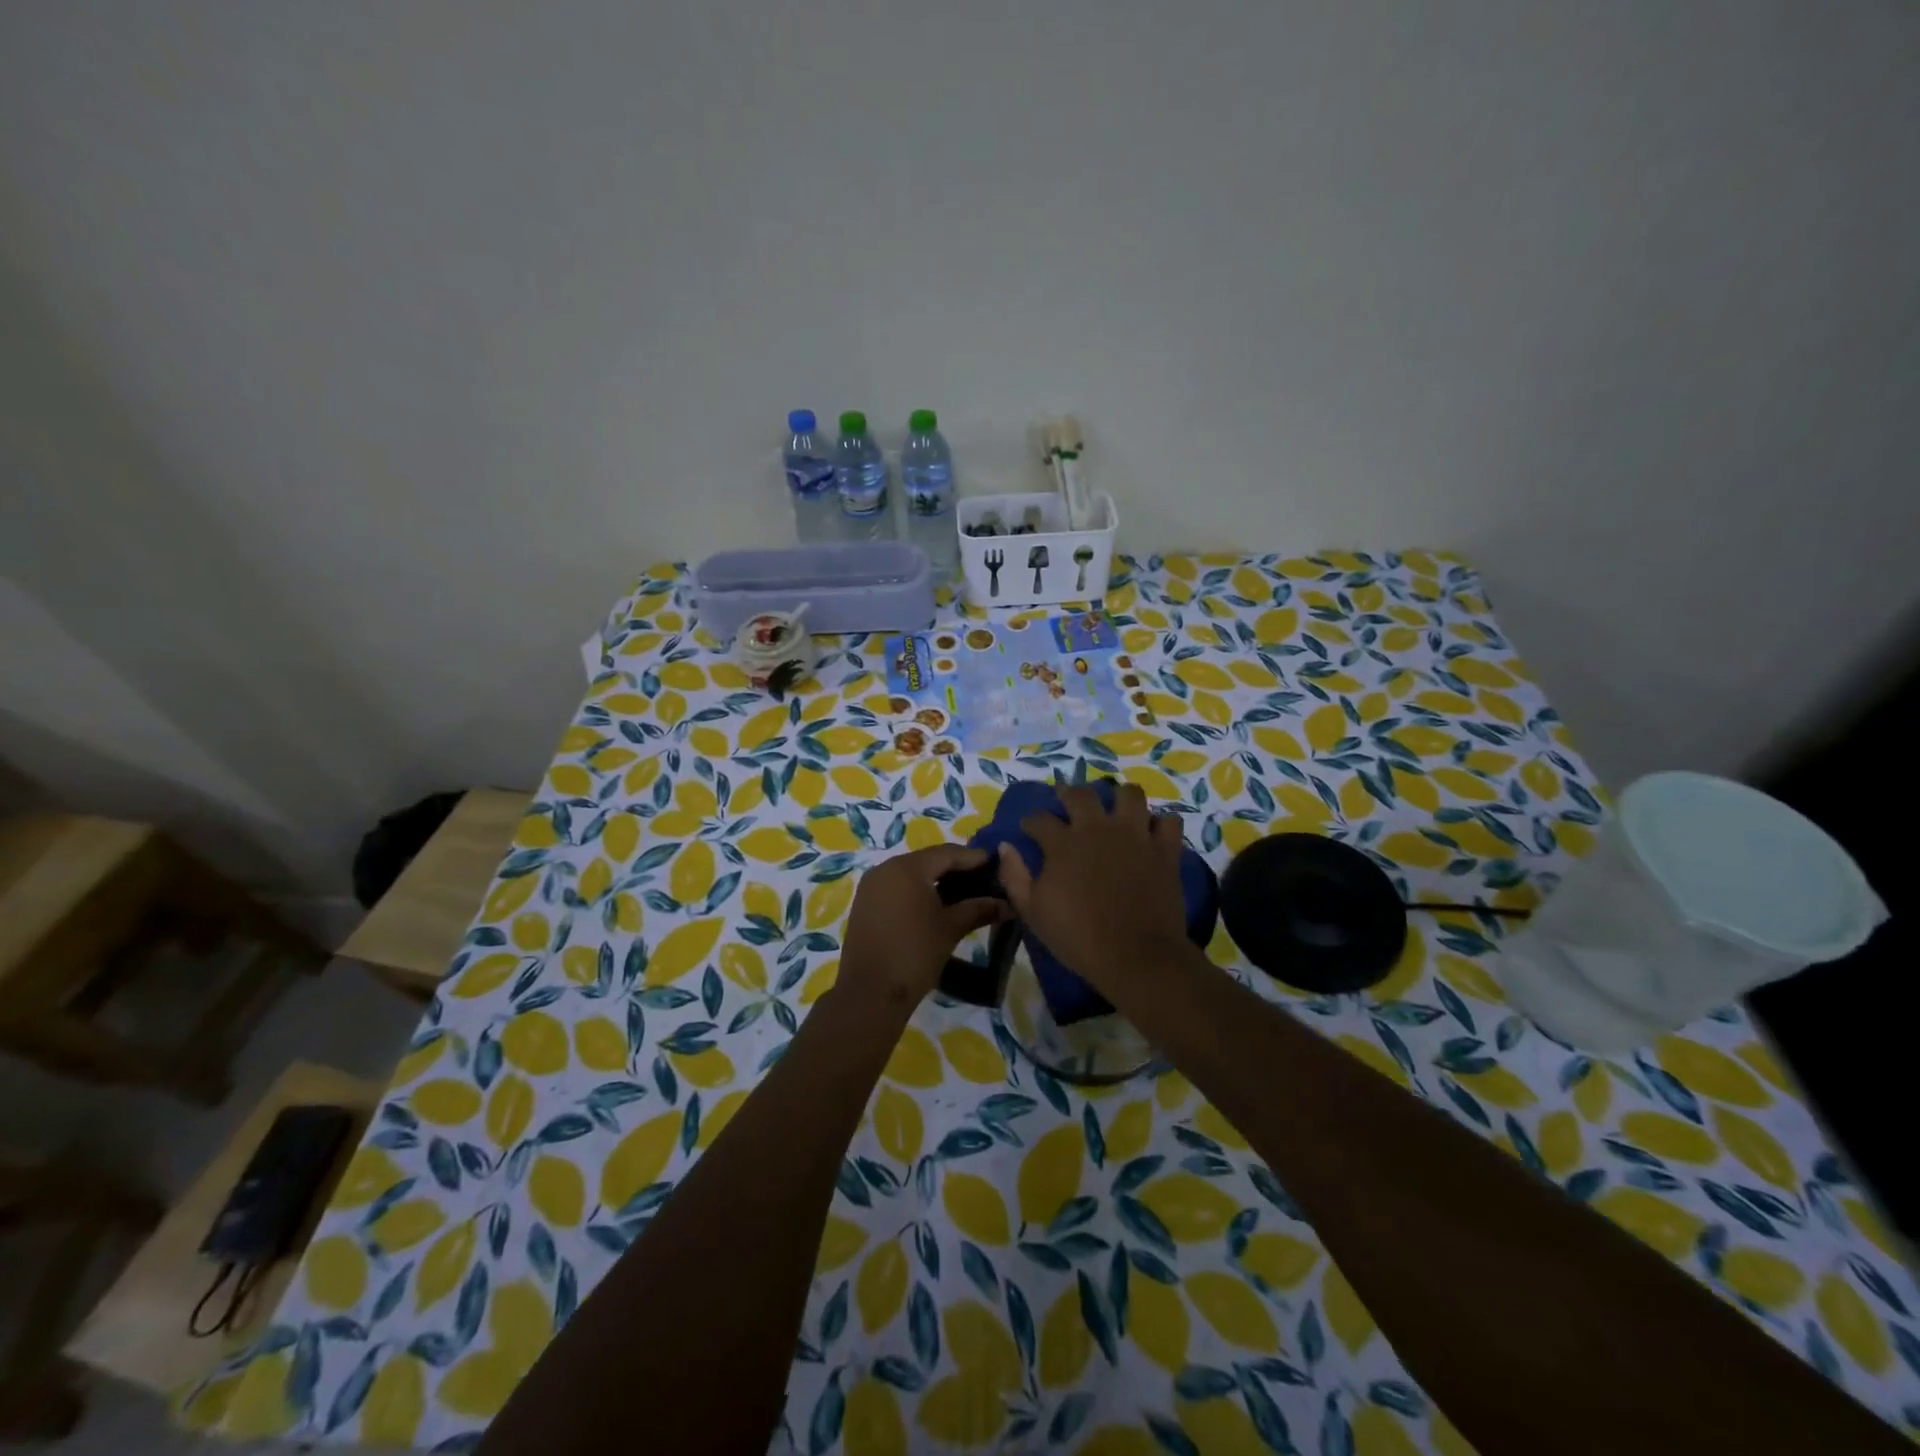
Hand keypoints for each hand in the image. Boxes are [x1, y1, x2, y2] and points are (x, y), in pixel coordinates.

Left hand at [838, 845, 1006, 1008]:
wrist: (870, 993)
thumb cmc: (915, 953)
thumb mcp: (951, 929)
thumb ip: (978, 909)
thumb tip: (1007, 904)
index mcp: (907, 868)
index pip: (947, 853)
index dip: (973, 858)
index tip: (996, 864)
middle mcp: (885, 868)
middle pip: (928, 860)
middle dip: (955, 869)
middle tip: (982, 879)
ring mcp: (871, 886)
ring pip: (911, 874)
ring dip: (936, 880)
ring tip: (963, 893)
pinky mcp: (864, 904)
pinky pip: (897, 887)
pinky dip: (917, 891)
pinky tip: (935, 905)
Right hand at [996, 782, 1190, 987]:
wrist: (1136, 956)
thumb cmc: (1078, 937)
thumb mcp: (1032, 912)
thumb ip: (1014, 876)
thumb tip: (1005, 847)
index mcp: (1063, 843)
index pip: (1040, 818)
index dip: (1031, 821)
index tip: (1029, 828)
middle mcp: (1098, 829)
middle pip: (1081, 794)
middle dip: (1069, 794)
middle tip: (1068, 804)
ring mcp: (1135, 835)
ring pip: (1129, 794)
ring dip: (1119, 798)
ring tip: (1115, 810)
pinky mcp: (1164, 850)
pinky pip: (1168, 821)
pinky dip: (1159, 824)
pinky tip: (1152, 832)